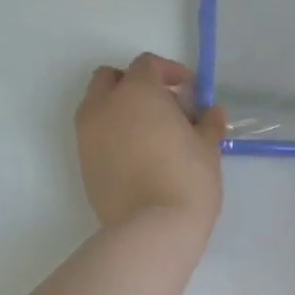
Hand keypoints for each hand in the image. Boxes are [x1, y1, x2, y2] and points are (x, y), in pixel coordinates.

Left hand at [76, 53, 226, 234]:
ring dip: (119, 109)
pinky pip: (95, 136)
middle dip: (135, 84)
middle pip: (111, 78)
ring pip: (97, 106)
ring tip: (149, 134)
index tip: (189, 91)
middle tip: (164, 106)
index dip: (170, 72)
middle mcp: (104, 106)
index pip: (147, 65)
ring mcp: (87, 135)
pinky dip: (112, 135)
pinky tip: (137, 157)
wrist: (152, 229)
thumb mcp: (207, 148)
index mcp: (136, 92)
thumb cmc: (186, 179)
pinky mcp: (82, 163)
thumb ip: (208, 123)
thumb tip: (211, 112)